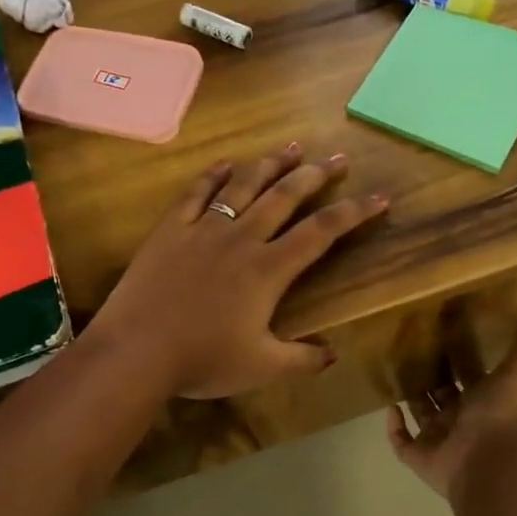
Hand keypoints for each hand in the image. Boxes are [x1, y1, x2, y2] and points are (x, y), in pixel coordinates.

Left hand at [91, 144, 387, 399]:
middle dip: (315, 175)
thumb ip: (301, 359)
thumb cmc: (202, 360)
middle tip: (336, 157)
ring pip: (243, 185)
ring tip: (291, 147)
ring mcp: (203, 229)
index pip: (321, 232)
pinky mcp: (170, 229)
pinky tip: (225, 164)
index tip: (379, 197)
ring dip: (270, 164)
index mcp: (268, 269)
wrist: (137, 350)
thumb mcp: (261, 368)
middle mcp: (241, 238)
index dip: (354, 212)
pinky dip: (212, 175)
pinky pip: (196, 193)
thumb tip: (333, 354)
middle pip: (285, 196)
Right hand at [386, 317, 516, 503]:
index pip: (470, 378)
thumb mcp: (516, 374)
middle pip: (443, 396)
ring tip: (395, 373)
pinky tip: (389, 407)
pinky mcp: (419, 456)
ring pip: (422, 416)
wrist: (487, 464)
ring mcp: (439, 439)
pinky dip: (394, 427)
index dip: (460, 362)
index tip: (444, 338)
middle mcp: (460, 420)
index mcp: (483, 402)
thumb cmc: (500, 417)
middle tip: (411, 351)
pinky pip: (401, 441)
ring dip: (411, 399)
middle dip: (431, 378)